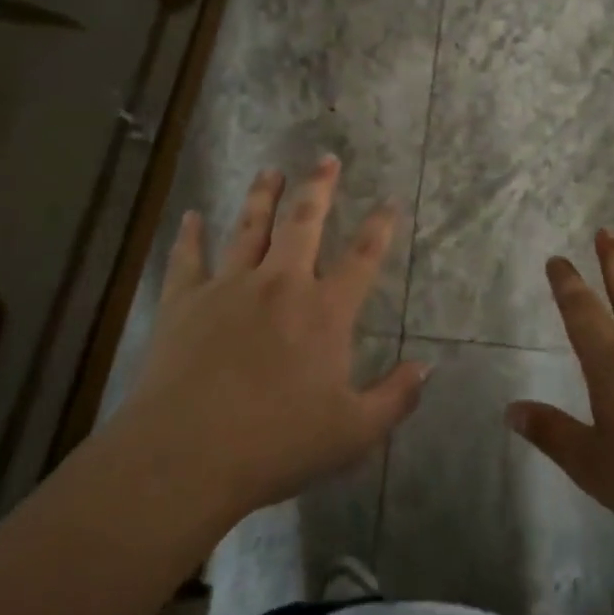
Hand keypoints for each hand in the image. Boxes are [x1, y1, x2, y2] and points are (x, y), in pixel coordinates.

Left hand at [118, 157, 429, 522]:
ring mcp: (229, 287)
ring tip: (271, 170)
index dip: (379, 227)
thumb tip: (428, 368)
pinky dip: (190, 235)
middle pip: (304, 222)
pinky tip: (191, 216)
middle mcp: (280, 284)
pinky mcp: (185, 301)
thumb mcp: (353, 433)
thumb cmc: (276, 444)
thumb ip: (395, 398)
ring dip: (262, 196)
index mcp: (324, 311)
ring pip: (249, 227)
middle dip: (319, 187)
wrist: (185, 456)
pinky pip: (189, 258)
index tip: (388, 201)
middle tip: (326, 158)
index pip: (362, 258)